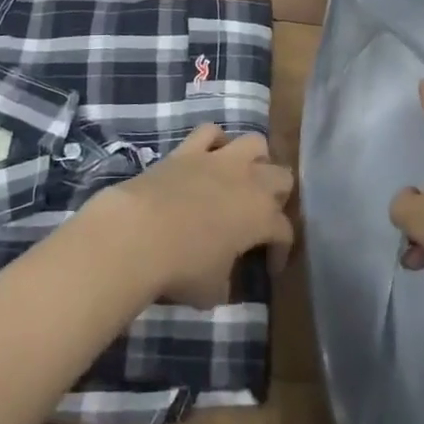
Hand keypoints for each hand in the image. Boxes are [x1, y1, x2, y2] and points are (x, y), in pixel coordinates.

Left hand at [91, 124, 294, 306]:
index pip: (285, 231)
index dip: (281, 251)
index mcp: (261, 217)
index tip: (270, 268)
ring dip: (256, 159)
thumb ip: (226, 282)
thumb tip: (223, 281)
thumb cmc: (181, 267)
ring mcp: (218, 159)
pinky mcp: (188, 149)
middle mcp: (248, 181)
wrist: (138, 233)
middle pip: (282, 177)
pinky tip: (210, 156)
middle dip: (278, 197)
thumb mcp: (212, 291)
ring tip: (245, 177)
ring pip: (255, 142)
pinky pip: (210, 132)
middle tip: (262, 217)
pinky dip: (214, 141)